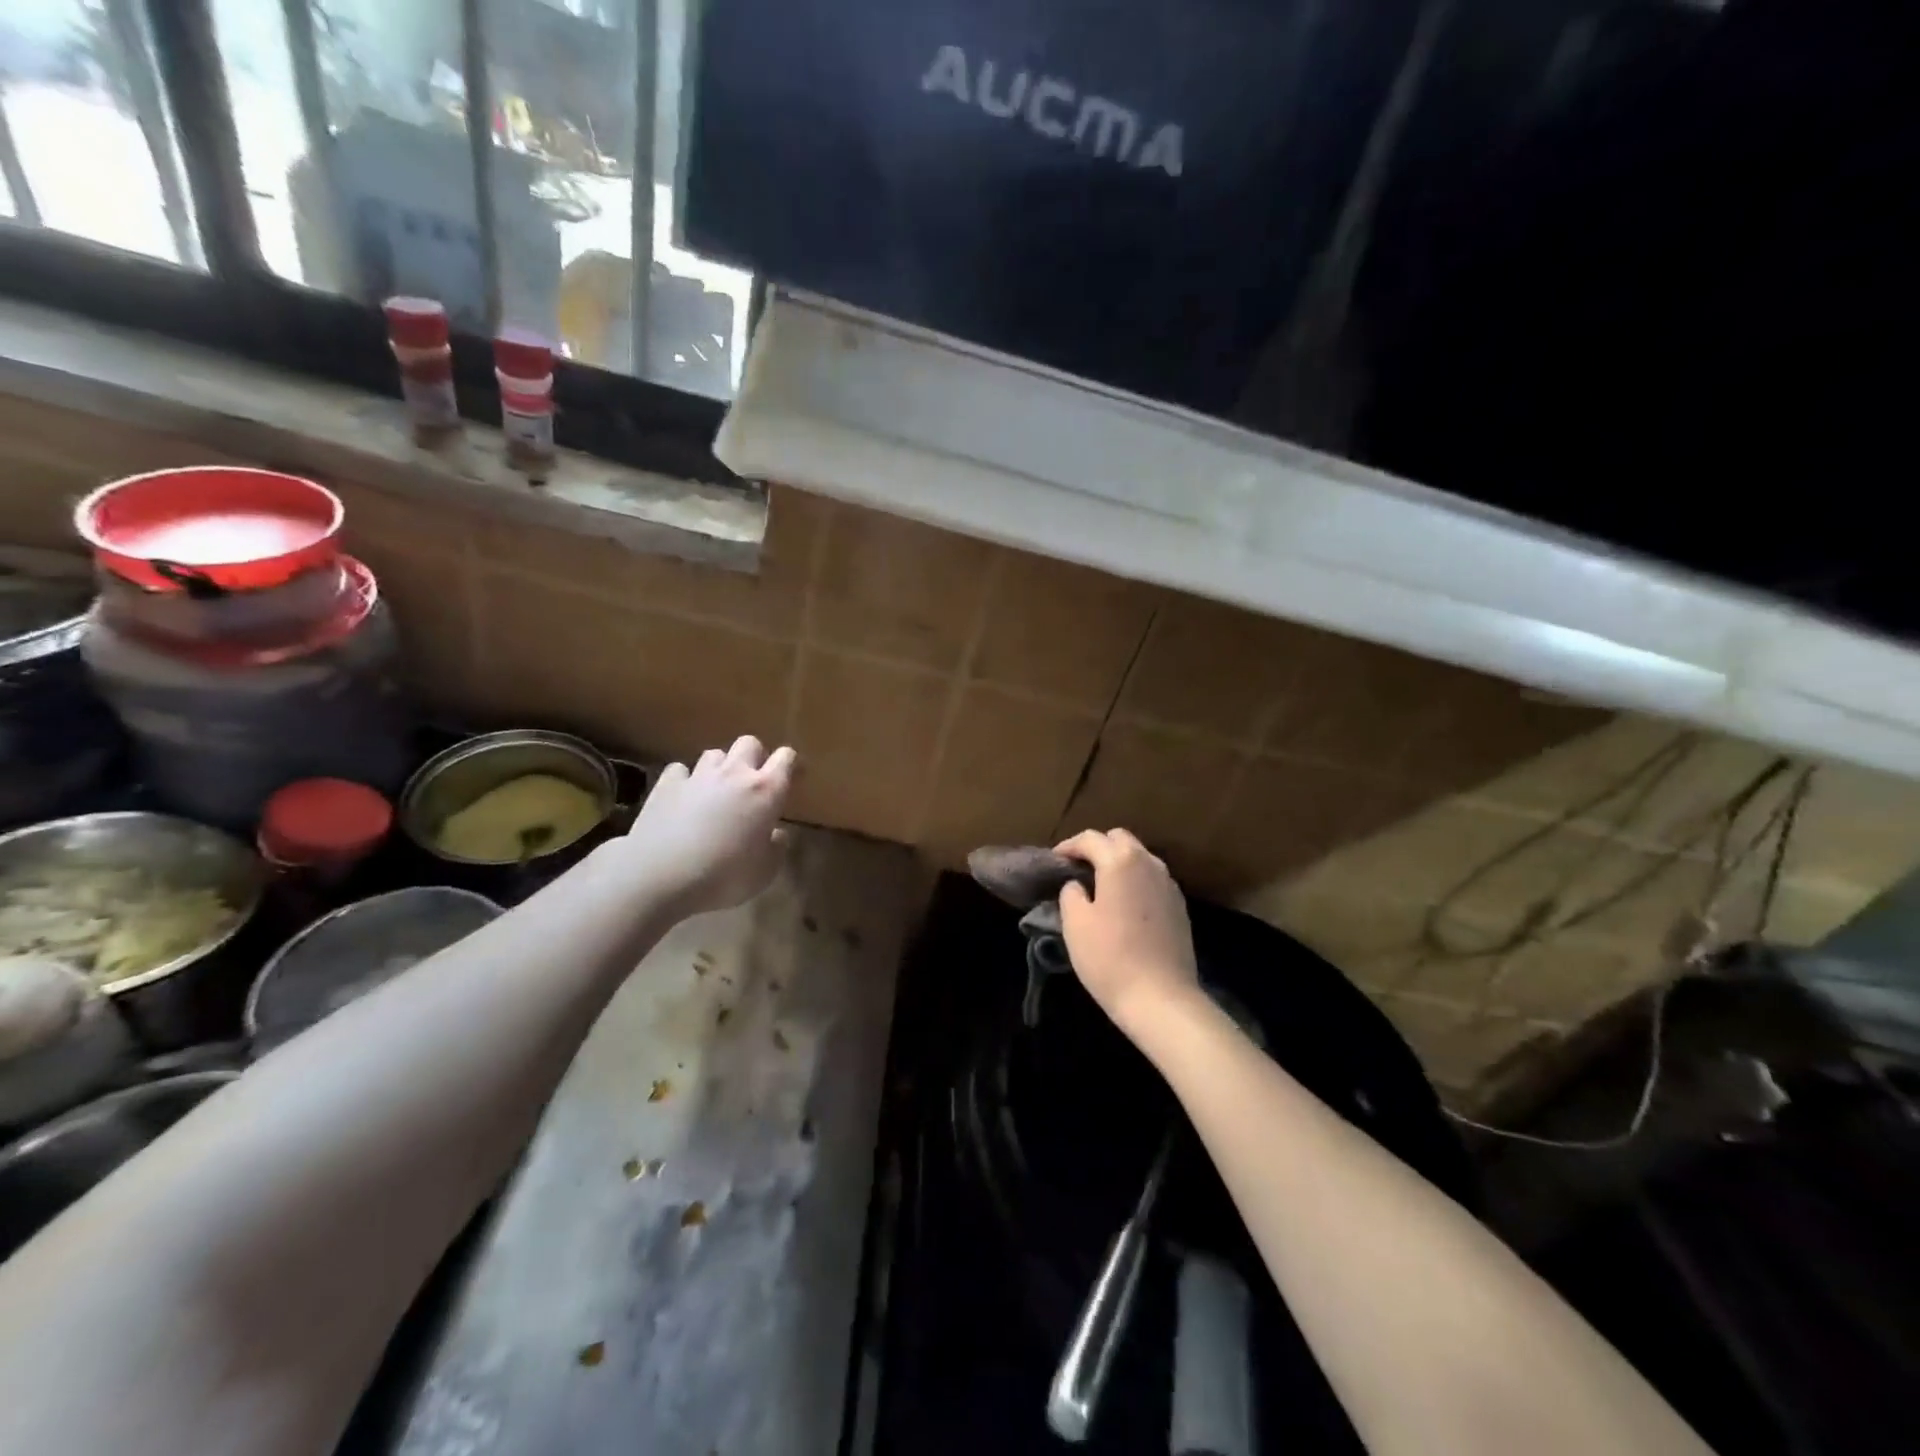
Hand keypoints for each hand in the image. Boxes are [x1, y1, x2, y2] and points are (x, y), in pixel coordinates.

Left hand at [618, 737, 795, 916]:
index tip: (794, 779)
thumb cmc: (723, 876)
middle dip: (755, 758)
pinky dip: (685, 780)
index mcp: (766, 791)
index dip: (792, 764)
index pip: (787, 758)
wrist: (659, 876)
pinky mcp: (666, 784)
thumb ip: (776, 848)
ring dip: (721, 767)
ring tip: (717, 790)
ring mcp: (698, 775)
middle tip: (753, 783)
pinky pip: (680, 770)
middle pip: (750, 743)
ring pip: (715, 753)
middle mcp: (734, 774)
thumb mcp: (764, 872)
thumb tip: (776, 834)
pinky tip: (683, 797)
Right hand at [1054, 829, 1199, 1036]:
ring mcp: (1169, 884)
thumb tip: (1077, 885)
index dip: (1068, 846)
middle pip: (1120, 840)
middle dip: (1097, 848)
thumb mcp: (1075, 923)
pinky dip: (1135, 881)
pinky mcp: (1180, 907)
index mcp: (1120, 861)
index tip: (1054, 861)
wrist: (1161, 999)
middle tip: (1077, 869)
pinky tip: (1124, 905)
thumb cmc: (1110, 957)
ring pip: (1139, 858)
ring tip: (1100, 886)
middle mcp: (1149, 863)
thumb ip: (1071, 893)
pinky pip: (1152, 880)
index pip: (1090, 839)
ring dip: (1118, 863)